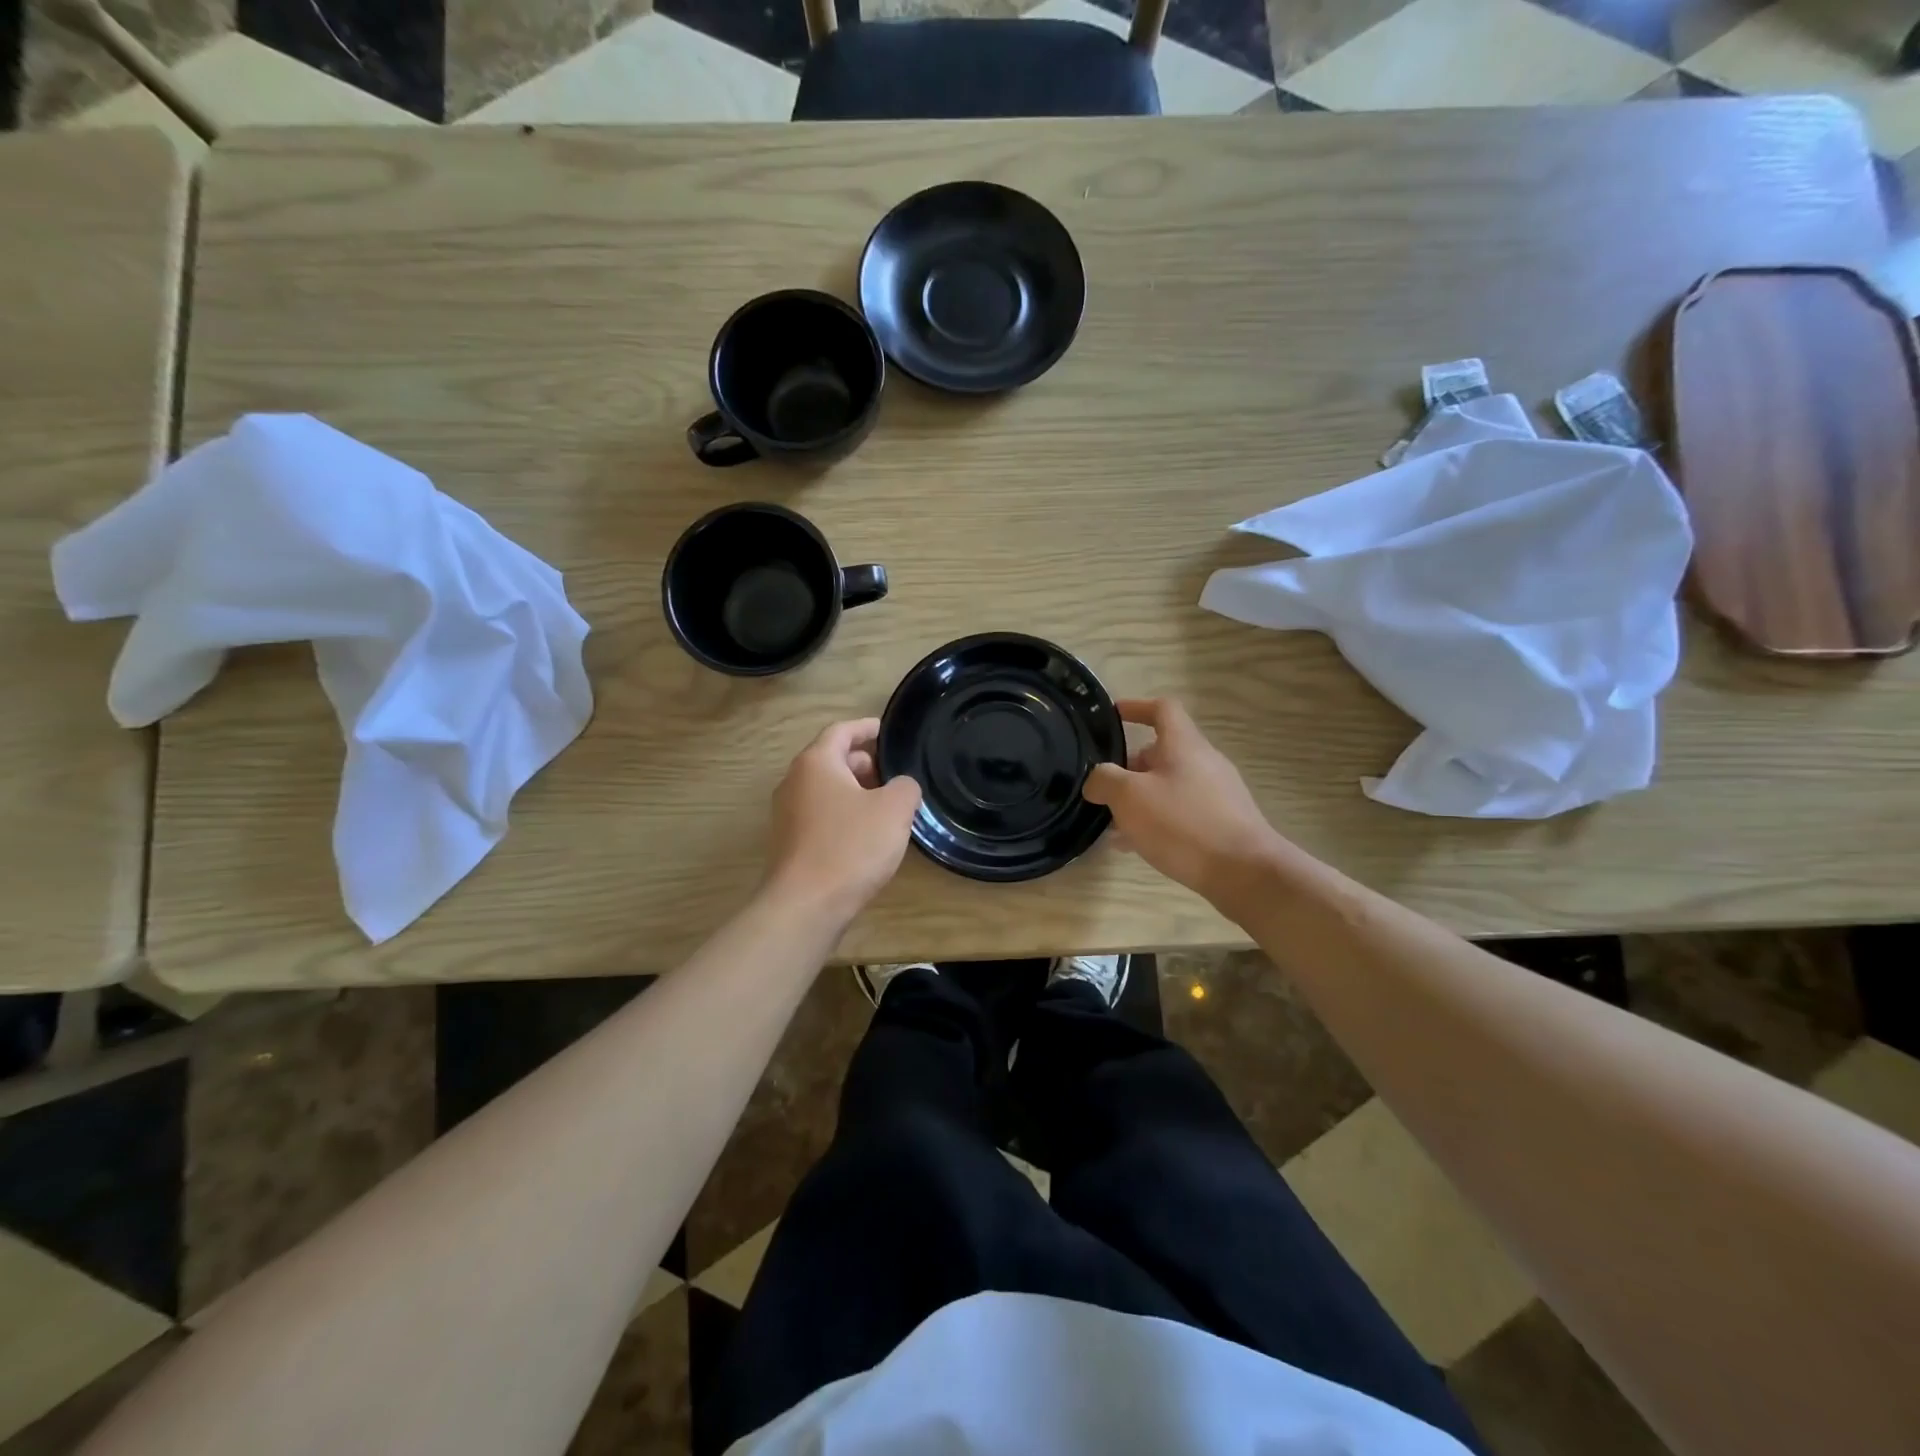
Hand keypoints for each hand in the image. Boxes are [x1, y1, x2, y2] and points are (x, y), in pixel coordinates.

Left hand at [765, 718, 921, 922]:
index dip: (866, 728)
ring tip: (886, 804)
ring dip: (854, 791)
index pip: (841, 731)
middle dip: (863, 762)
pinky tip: (866, 834)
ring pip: (826, 790)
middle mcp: (794, 782)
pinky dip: (843, 814)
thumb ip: (905, 787)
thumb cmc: (851, 846)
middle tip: (893, 772)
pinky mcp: (789, 843)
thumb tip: (900, 787)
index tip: (886, 730)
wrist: (806, 905)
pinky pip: (820, 815)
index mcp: (816, 763)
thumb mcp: (894, 810)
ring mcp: (787, 814)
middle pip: (831, 759)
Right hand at [1082, 698, 1290, 907]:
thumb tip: (1096, 779)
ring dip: (1140, 797)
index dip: (1136, 707)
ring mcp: (1217, 793)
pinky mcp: (1223, 822)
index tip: (1112, 716)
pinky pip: (1181, 811)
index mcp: (1184, 745)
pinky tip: (1136, 845)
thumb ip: (1105, 780)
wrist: (1244, 872)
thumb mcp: (1130, 797)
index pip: (1162, 709)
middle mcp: (1204, 762)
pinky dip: (1156, 819)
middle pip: (1162, 751)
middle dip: (1130, 766)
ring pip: (1169, 785)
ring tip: (1114, 822)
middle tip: (1104, 787)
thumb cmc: (1183, 824)